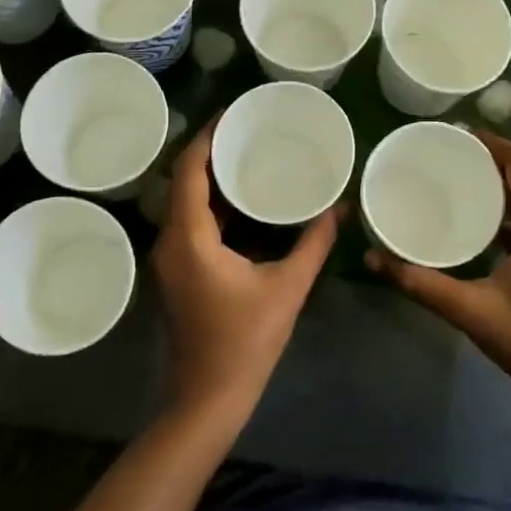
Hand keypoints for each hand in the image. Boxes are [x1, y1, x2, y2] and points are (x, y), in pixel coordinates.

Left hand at [151, 118, 339, 416]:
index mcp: (189, 237)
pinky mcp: (177, 273)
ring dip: (210, 179)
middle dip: (211, 151)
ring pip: (185, 203)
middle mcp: (170, 241)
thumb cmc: (245, 343)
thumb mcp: (287, 288)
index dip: (208, 136)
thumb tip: (340, 208)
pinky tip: (241, 202)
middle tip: (247, 129)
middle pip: (183, 181)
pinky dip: (212, 206)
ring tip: (246, 155)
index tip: (233, 111)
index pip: (190, 170)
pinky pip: (190, 224)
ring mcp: (169, 259)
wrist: (207, 399)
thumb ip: (314, 243)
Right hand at [368, 132, 510, 398]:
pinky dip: (505, 208)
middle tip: (446, 155)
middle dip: (489, 159)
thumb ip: (420, 283)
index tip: (455, 135)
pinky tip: (475, 220)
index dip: (492, 142)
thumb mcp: (470, 310)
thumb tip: (373, 258)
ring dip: (498, 183)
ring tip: (456, 179)